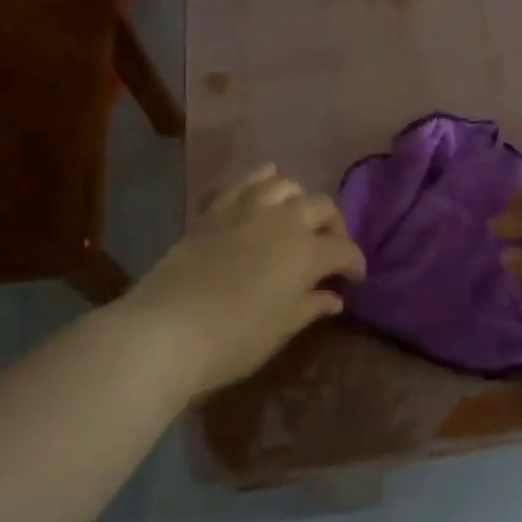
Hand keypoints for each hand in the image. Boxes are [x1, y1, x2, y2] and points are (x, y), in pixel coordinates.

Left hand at [116, 166, 365, 397]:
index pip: (345, 250)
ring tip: (294, 221)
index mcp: (308, 252)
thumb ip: (311, 306)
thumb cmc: (233, 339)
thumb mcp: (281, 329)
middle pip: (323, 207)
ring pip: (287, 186)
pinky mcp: (217, 208)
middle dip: (333, 227)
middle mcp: (285, 220)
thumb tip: (334, 297)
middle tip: (327, 250)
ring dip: (298, 201)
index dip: (355, 265)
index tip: (353, 280)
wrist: (166, 329)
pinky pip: (247, 182)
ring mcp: (249, 208)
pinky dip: (263, 181)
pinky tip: (264, 191)